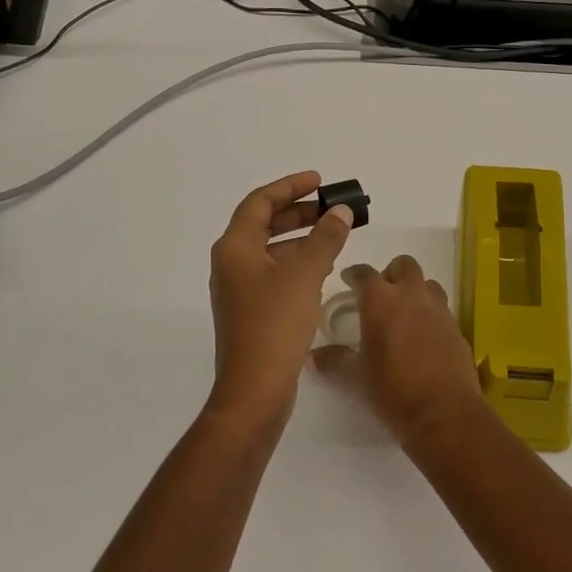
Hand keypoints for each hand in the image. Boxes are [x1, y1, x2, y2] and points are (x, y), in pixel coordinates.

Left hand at [207, 171, 353, 434]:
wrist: (255, 390)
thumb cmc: (275, 324)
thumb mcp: (305, 274)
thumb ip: (325, 238)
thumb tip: (340, 211)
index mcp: (235, 247)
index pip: (260, 202)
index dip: (290, 187)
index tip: (319, 182)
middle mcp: (232, 264)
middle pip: (264, 224)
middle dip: (299, 212)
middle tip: (332, 208)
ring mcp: (240, 290)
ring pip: (271, 250)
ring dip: (301, 238)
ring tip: (335, 235)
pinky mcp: (252, 312)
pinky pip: (275, 273)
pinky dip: (298, 263)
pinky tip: (324, 270)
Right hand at [314, 256, 480, 446]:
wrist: (444, 412)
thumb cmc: (393, 390)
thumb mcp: (357, 377)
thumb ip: (335, 360)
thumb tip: (312, 357)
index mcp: (381, 301)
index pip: (364, 273)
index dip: (354, 274)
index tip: (348, 280)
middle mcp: (411, 295)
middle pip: (403, 265)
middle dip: (391, 273)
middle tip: (381, 295)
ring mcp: (438, 308)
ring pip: (427, 283)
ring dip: (415, 290)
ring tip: (406, 312)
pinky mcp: (456, 326)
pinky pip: (442, 308)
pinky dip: (431, 313)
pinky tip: (424, 335)